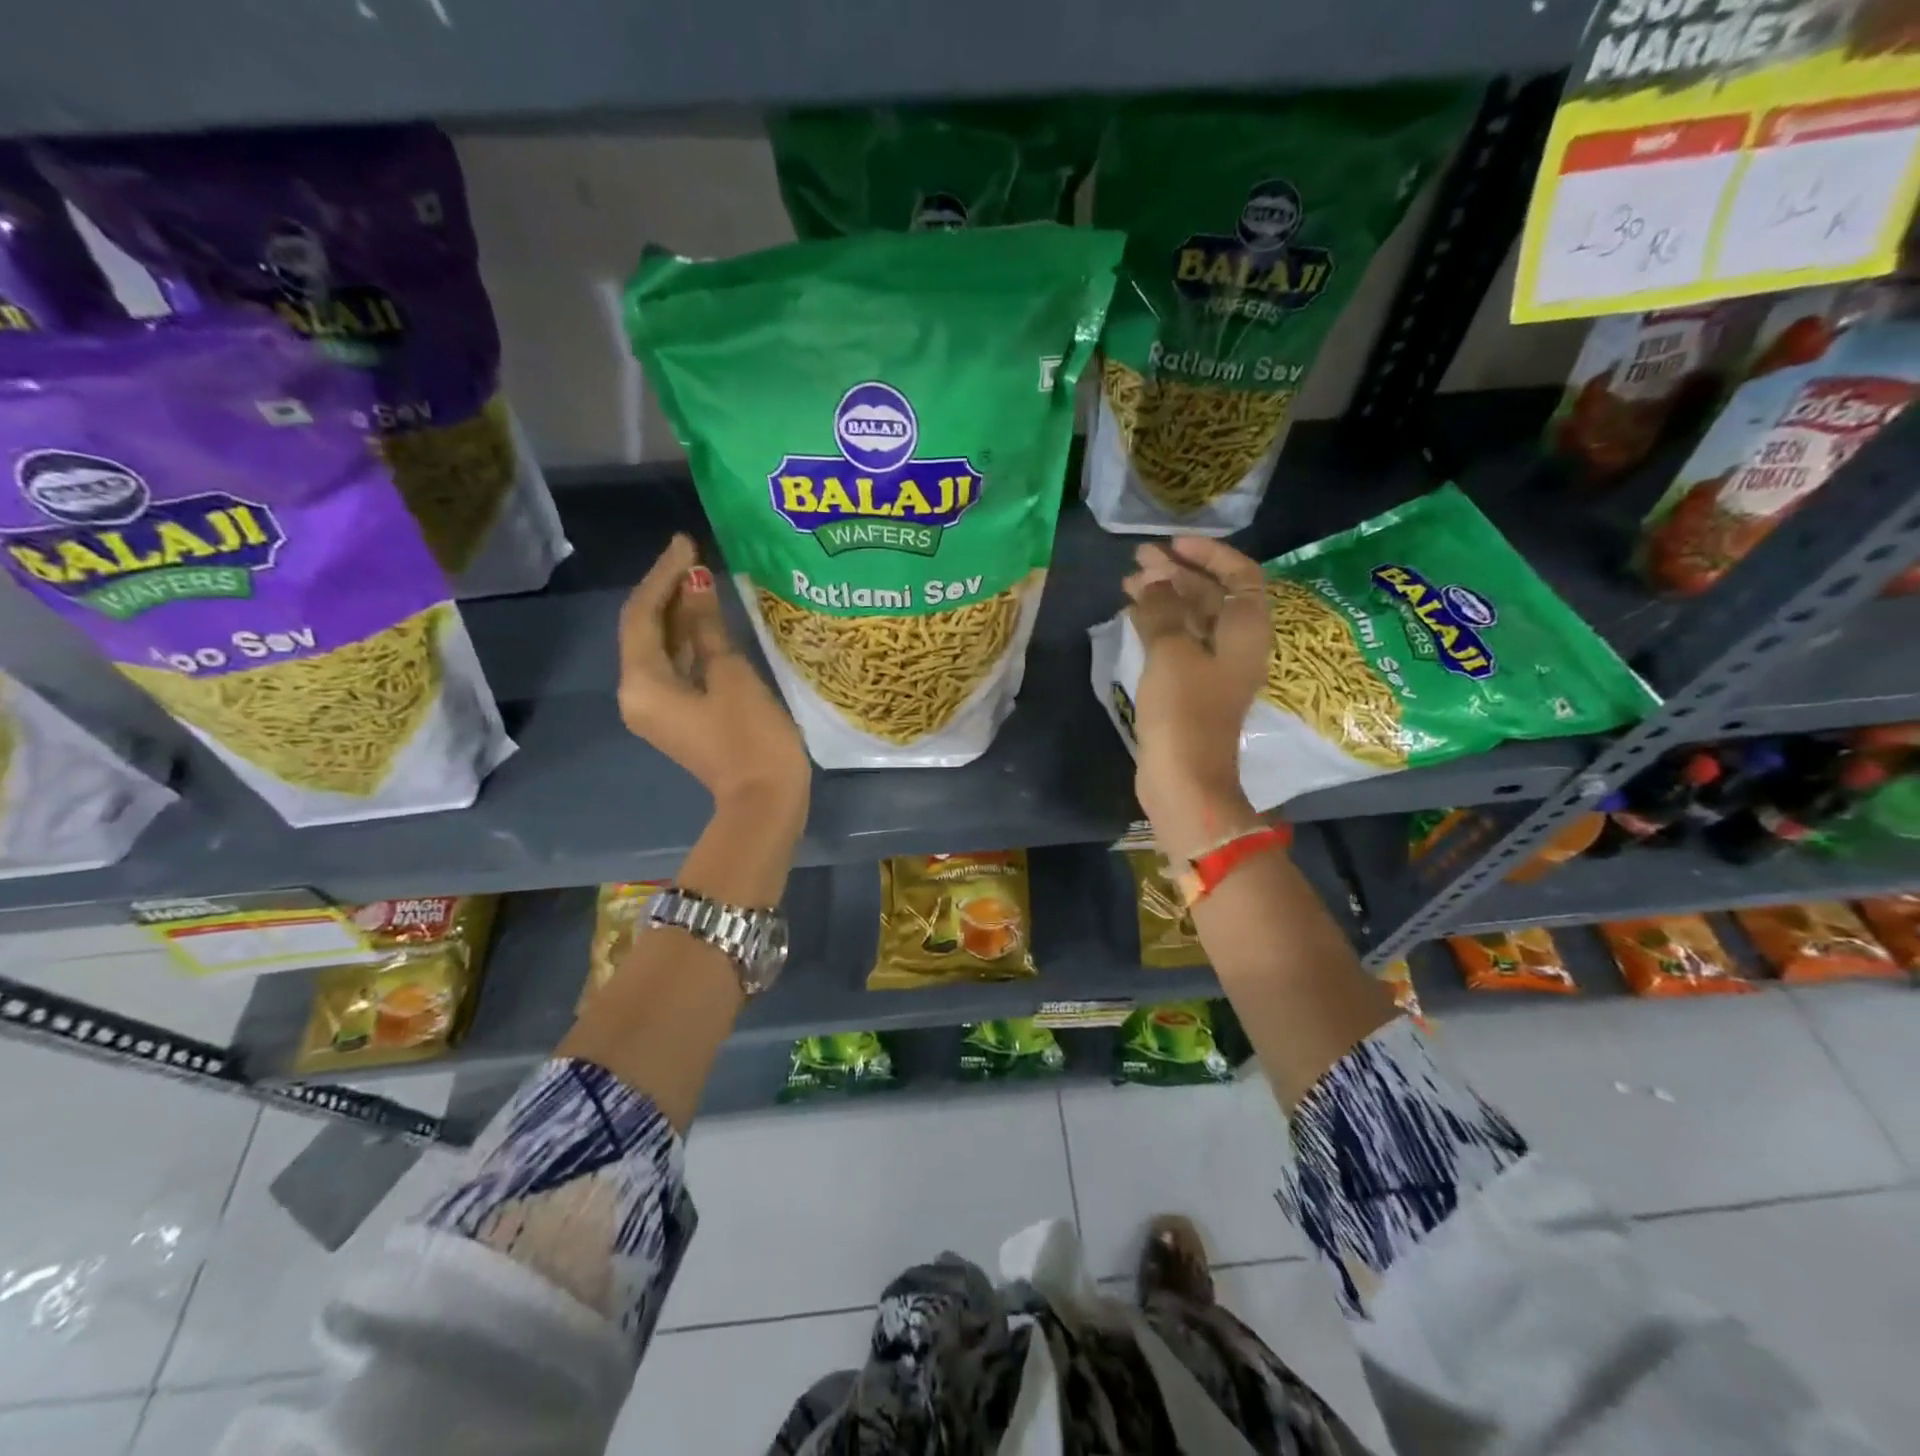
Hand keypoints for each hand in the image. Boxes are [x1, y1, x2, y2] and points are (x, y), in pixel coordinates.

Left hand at [618, 534, 809, 829]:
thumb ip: (709, 628)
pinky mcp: (679, 716)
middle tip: (696, 553)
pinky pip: (675, 667)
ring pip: (660, 648)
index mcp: (642, 683)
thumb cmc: (751, 738)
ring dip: (679, 614)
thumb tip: (696, 585)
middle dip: (667, 590)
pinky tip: (709, 617)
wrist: (764, 802)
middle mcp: (637, 693)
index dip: (663, 575)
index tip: (687, 542)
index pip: (642, 615)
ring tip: (704, 576)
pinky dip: (689, 641)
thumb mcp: (732, 676)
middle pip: (644, 629)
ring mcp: (657, 708)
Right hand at [1122, 537, 1268, 855]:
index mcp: (1246, 631)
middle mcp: (1236, 645)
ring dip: (1163, 598)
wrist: (1185, 779)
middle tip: (1138, 560)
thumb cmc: (1184, 711)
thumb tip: (1152, 581)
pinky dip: (1158, 624)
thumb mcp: (1172, 652)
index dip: (1209, 554)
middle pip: (1212, 596)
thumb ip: (1162, 610)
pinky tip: (1133, 614)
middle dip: (1177, 574)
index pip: (1240, 575)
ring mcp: (1213, 668)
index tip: (1173, 545)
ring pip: (1192, 619)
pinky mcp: (1191, 688)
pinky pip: (1178, 642)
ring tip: (1127, 582)